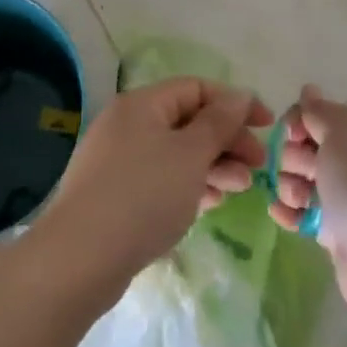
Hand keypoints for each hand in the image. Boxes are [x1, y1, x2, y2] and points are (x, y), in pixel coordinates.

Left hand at [35, 78, 270, 305]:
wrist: (80, 258)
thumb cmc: (143, 195)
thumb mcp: (190, 154)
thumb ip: (219, 122)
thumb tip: (239, 95)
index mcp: (142, 104)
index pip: (196, 88)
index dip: (234, 103)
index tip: (266, 127)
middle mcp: (127, 124)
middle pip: (187, 121)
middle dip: (226, 140)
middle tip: (257, 166)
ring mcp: (118, 160)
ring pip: (176, 153)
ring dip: (212, 166)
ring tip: (240, 189)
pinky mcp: (115, 194)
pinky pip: (161, 179)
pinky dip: (188, 186)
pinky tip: (210, 204)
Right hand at [271, 87, 346, 324]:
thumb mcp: (341, 136)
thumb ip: (320, 112)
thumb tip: (309, 90)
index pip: (324, 113)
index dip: (300, 121)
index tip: (290, 134)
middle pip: (311, 146)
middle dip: (294, 155)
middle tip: (302, 172)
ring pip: (307, 180)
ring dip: (290, 184)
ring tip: (295, 200)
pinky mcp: (342, 234)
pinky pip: (309, 212)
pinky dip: (292, 211)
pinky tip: (282, 215)